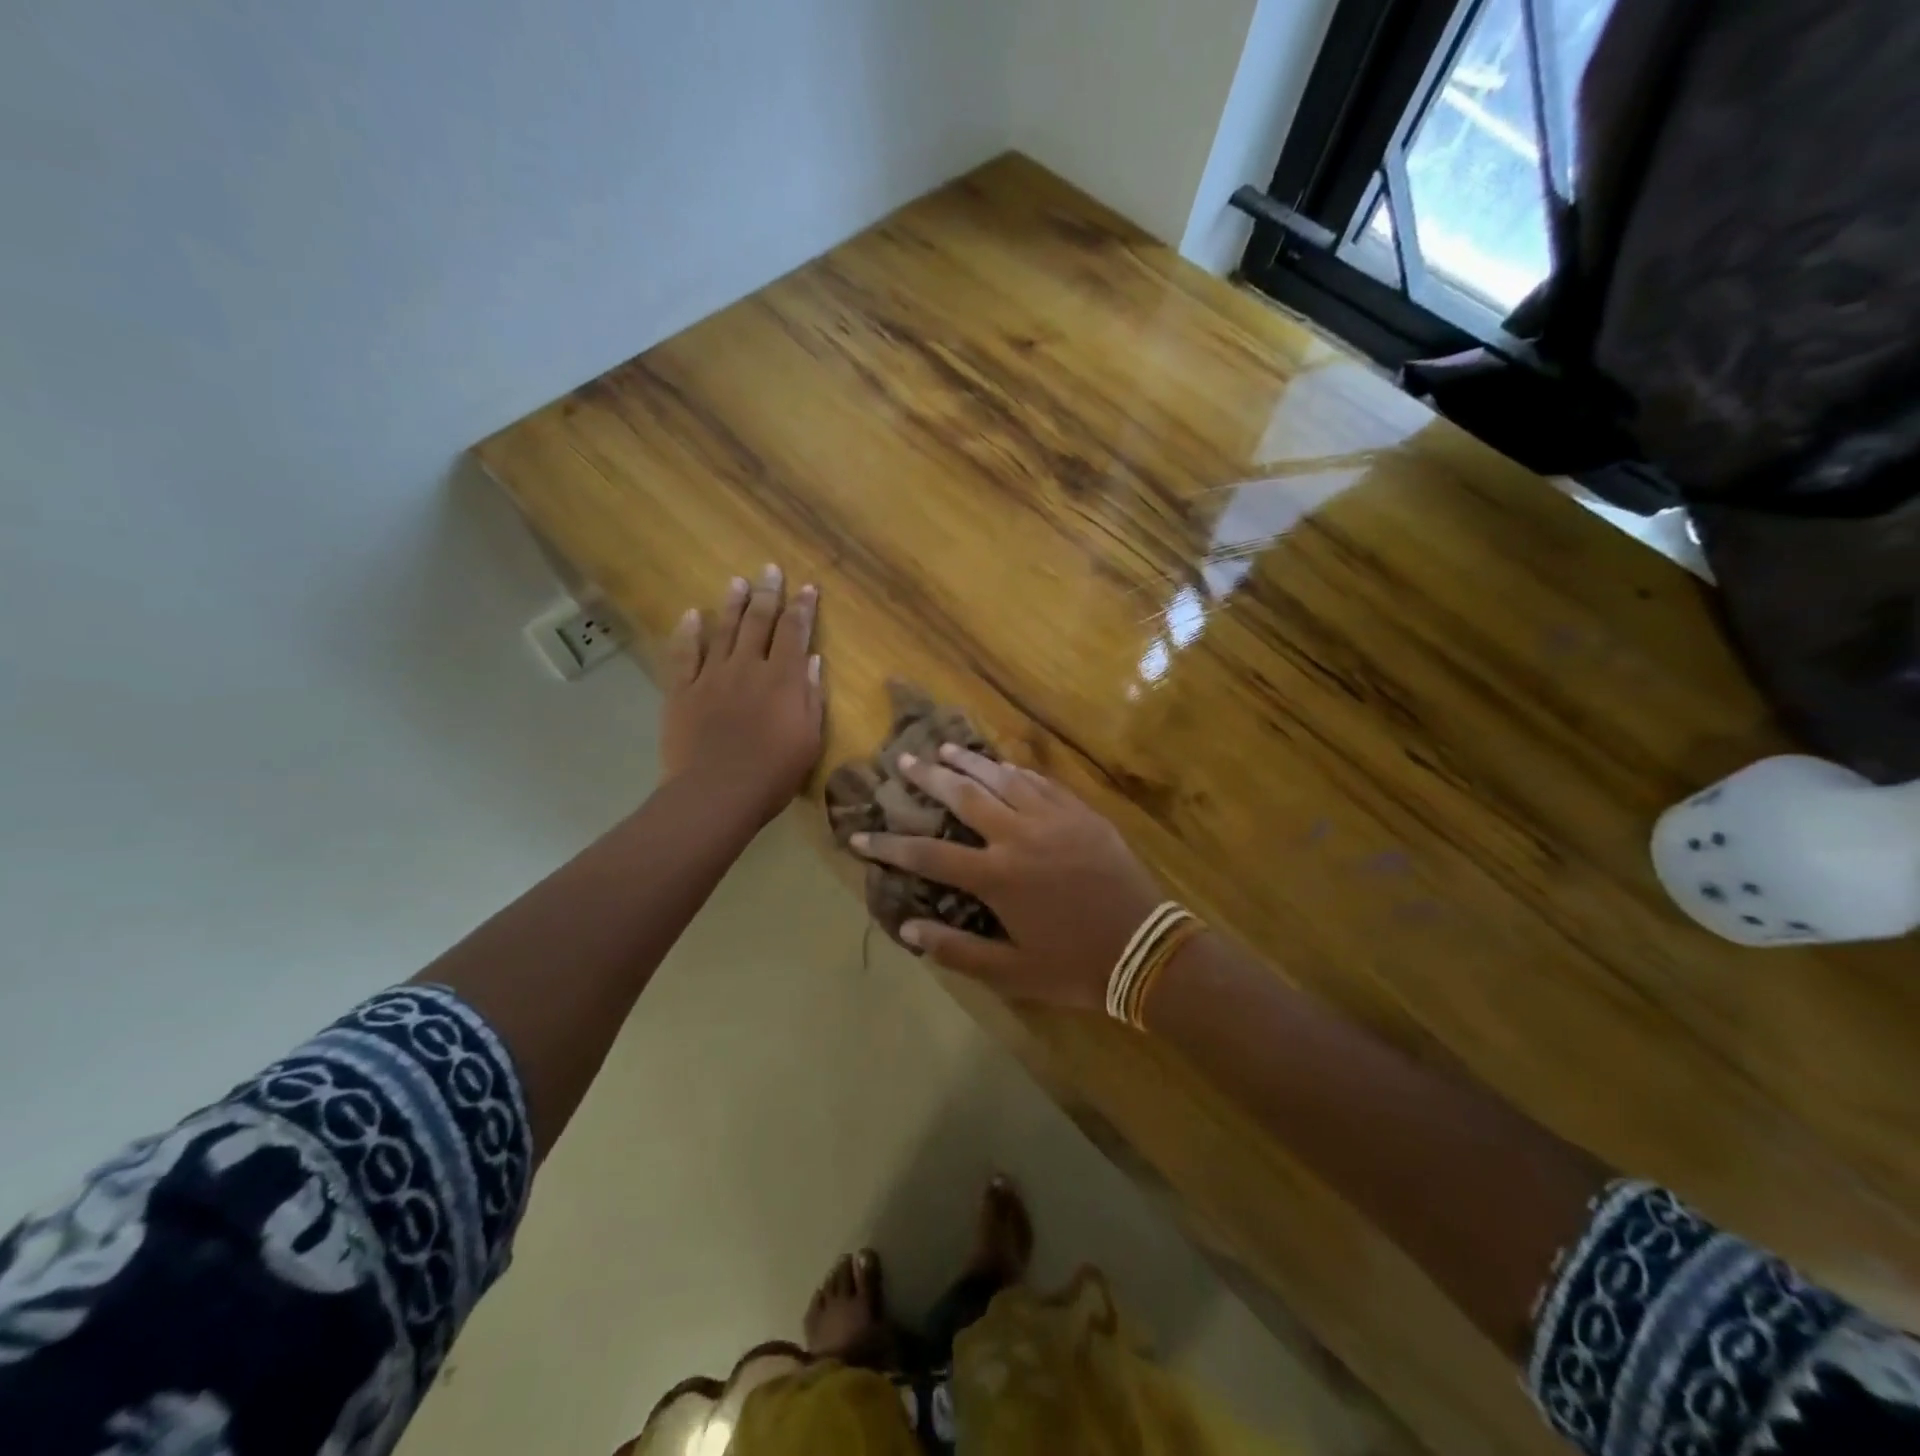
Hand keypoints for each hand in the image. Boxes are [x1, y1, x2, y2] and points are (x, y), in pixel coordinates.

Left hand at [661, 565, 824, 825]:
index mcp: (782, 679)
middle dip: (768, 594)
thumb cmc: (772, 773)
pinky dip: (689, 633)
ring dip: (732, 604)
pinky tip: (692, 615)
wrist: (715, 793)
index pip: (794, 632)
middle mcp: (747, 667)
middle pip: (759, 622)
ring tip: (738, 582)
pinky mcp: (682, 691)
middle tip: (770, 569)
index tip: (807, 587)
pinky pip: (684, 654)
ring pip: (724, 631)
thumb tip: (811, 660)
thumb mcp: (809, 739)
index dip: (802, 608)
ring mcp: (711, 677)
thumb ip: (810, 696)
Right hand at [851, 746, 1164, 1010]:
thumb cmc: (1075, 966)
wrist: (1146, 949)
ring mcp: (1052, 819)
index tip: (858, 834)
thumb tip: (907, 929)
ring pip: (1001, 778)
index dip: (888, 844)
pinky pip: (1041, 782)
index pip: (928, 855)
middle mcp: (1018, 837)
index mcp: (996, 878)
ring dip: (969, 761)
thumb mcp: (1011, 972)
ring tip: (943, 749)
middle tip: (902, 762)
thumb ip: (957, 950)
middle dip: (927, 779)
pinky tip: (1002, 764)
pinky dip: (1015, 770)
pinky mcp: (1081, 813)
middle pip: (962, 796)